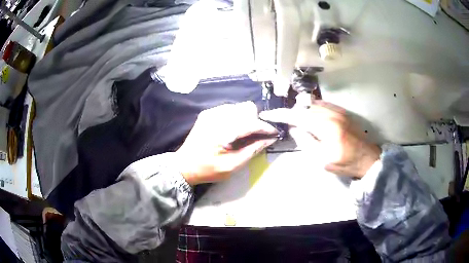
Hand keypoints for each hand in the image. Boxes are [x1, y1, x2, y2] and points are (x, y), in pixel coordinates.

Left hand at [177, 102, 277, 184]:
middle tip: (256, 136)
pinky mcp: (208, 113)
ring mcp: (211, 113)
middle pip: (247, 108)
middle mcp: (217, 116)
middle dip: (255, 121)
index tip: (274, 133)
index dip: (266, 127)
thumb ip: (251, 151)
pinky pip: (229, 109)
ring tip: (244, 135)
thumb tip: (268, 140)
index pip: (251, 122)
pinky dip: (236, 117)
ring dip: (246, 118)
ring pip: (239, 107)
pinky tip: (232, 130)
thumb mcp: (231, 166)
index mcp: (222, 131)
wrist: (183, 166)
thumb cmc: (207, 169)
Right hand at [259, 101, 380, 178]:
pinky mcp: (342, 111)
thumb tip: (295, 128)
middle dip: (293, 113)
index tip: (267, 114)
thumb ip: (306, 142)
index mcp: (326, 127)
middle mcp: (331, 113)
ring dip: (303, 111)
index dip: (281, 114)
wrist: (367, 158)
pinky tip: (312, 119)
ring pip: (313, 104)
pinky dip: (312, 109)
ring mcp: (338, 110)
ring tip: (300, 123)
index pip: (298, 116)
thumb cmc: (345, 163)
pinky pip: (322, 105)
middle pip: (304, 107)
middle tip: (288, 125)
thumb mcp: (322, 160)